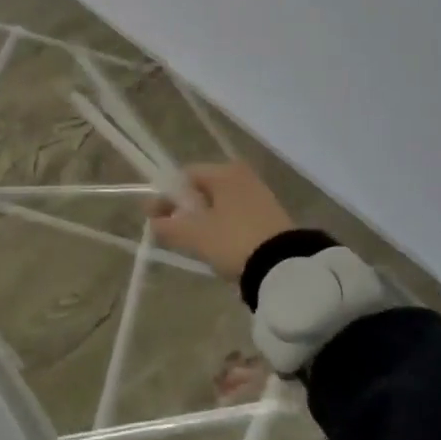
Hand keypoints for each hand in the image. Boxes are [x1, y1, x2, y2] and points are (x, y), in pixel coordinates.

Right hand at [148, 161, 295, 280]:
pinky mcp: (271, 216)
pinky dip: (222, 227)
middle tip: (173, 231)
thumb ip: (168, 226)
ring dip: (203, 220)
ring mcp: (260, 196)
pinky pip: (235, 216)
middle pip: (202, 190)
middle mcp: (243, 176)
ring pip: (219, 204)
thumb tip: (154, 222)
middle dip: (184, 210)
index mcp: (224, 171)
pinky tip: (218, 247)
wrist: (285, 268)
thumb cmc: (233, 240)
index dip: (165, 197)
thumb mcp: (194, 235)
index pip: (184, 176)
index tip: (154, 218)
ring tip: (194, 243)